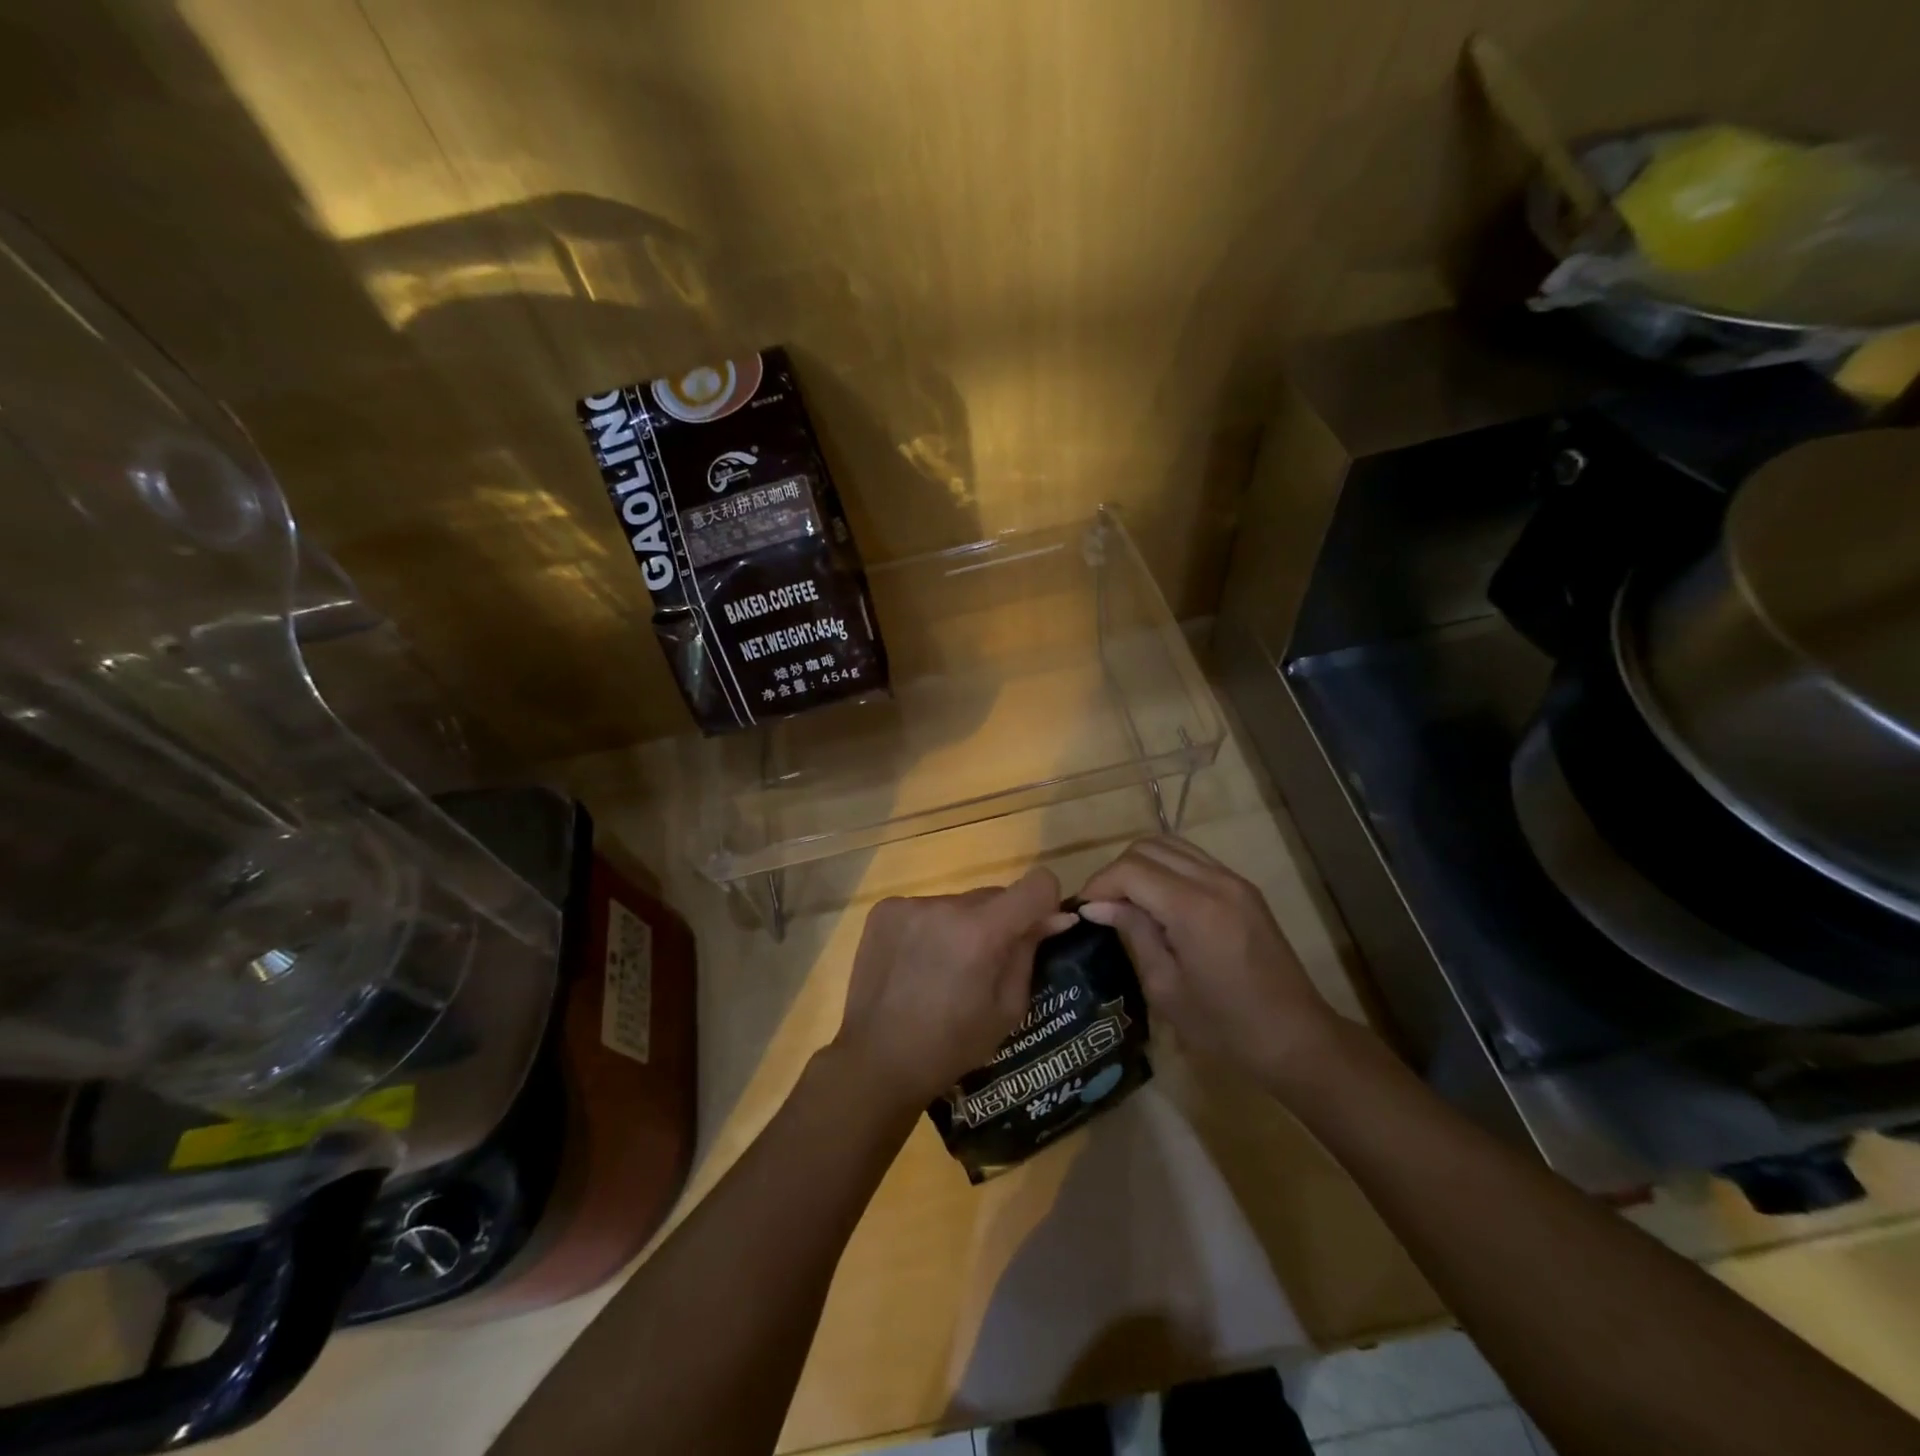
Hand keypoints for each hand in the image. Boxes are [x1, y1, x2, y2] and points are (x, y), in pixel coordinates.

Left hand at [832, 867, 1077, 1111]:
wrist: (877, 1060)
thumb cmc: (951, 1045)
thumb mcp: (1007, 1008)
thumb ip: (1029, 953)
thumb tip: (1054, 917)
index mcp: (982, 933)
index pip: (1037, 883)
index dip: (1045, 902)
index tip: (1038, 928)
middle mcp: (946, 906)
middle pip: (994, 895)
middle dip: (1000, 922)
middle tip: (985, 963)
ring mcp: (910, 905)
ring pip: (958, 903)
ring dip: (963, 926)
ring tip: (944, 969)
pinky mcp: (885, 910)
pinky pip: (926, 908)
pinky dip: (931, 928)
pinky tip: (916, 963)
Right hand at [1078, 837, 1348, 1099]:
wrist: (1296, 1038)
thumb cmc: (1225, 1026)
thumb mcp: (1165, 987)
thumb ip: (1133, 933)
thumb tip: (1096, 906)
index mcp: (1193, 909)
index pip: (1131, 870)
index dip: (1100, 884)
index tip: (1084, 910)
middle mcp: (1215, 881)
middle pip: (1148, 848)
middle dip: (1117, 871)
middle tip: (1102, 906)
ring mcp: (1234, 880)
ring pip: (1171, 845)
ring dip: (1141, 865)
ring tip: (1126, 900)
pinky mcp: (1244, 888)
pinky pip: (1193, 859)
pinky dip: (1165, 868)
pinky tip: (1157, 900)